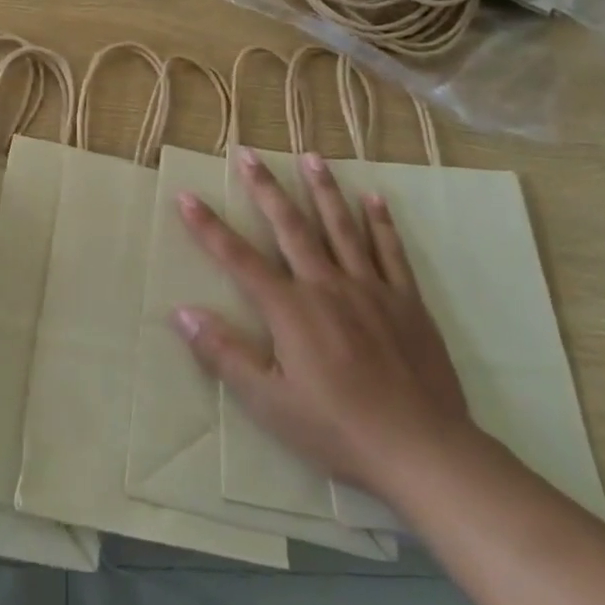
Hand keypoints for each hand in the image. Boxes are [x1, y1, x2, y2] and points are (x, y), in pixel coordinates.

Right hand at [172, 149, 474, 506]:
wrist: (423, 450)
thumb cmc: (337, 428)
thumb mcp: (269, 402)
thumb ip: (224, 354)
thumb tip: (181, 312)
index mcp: (290, 309)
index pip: (238, 258)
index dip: (208, 226)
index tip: (186, 195)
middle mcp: (326, 285)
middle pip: (289, 226)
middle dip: (265, 188)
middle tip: (248, 153)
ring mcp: (370, 289)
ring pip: (340, 227)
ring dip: (322, 189)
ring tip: (311, 156)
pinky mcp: (406, 301)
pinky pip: (391, 251)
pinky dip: (381, 223)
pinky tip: (374, 198)